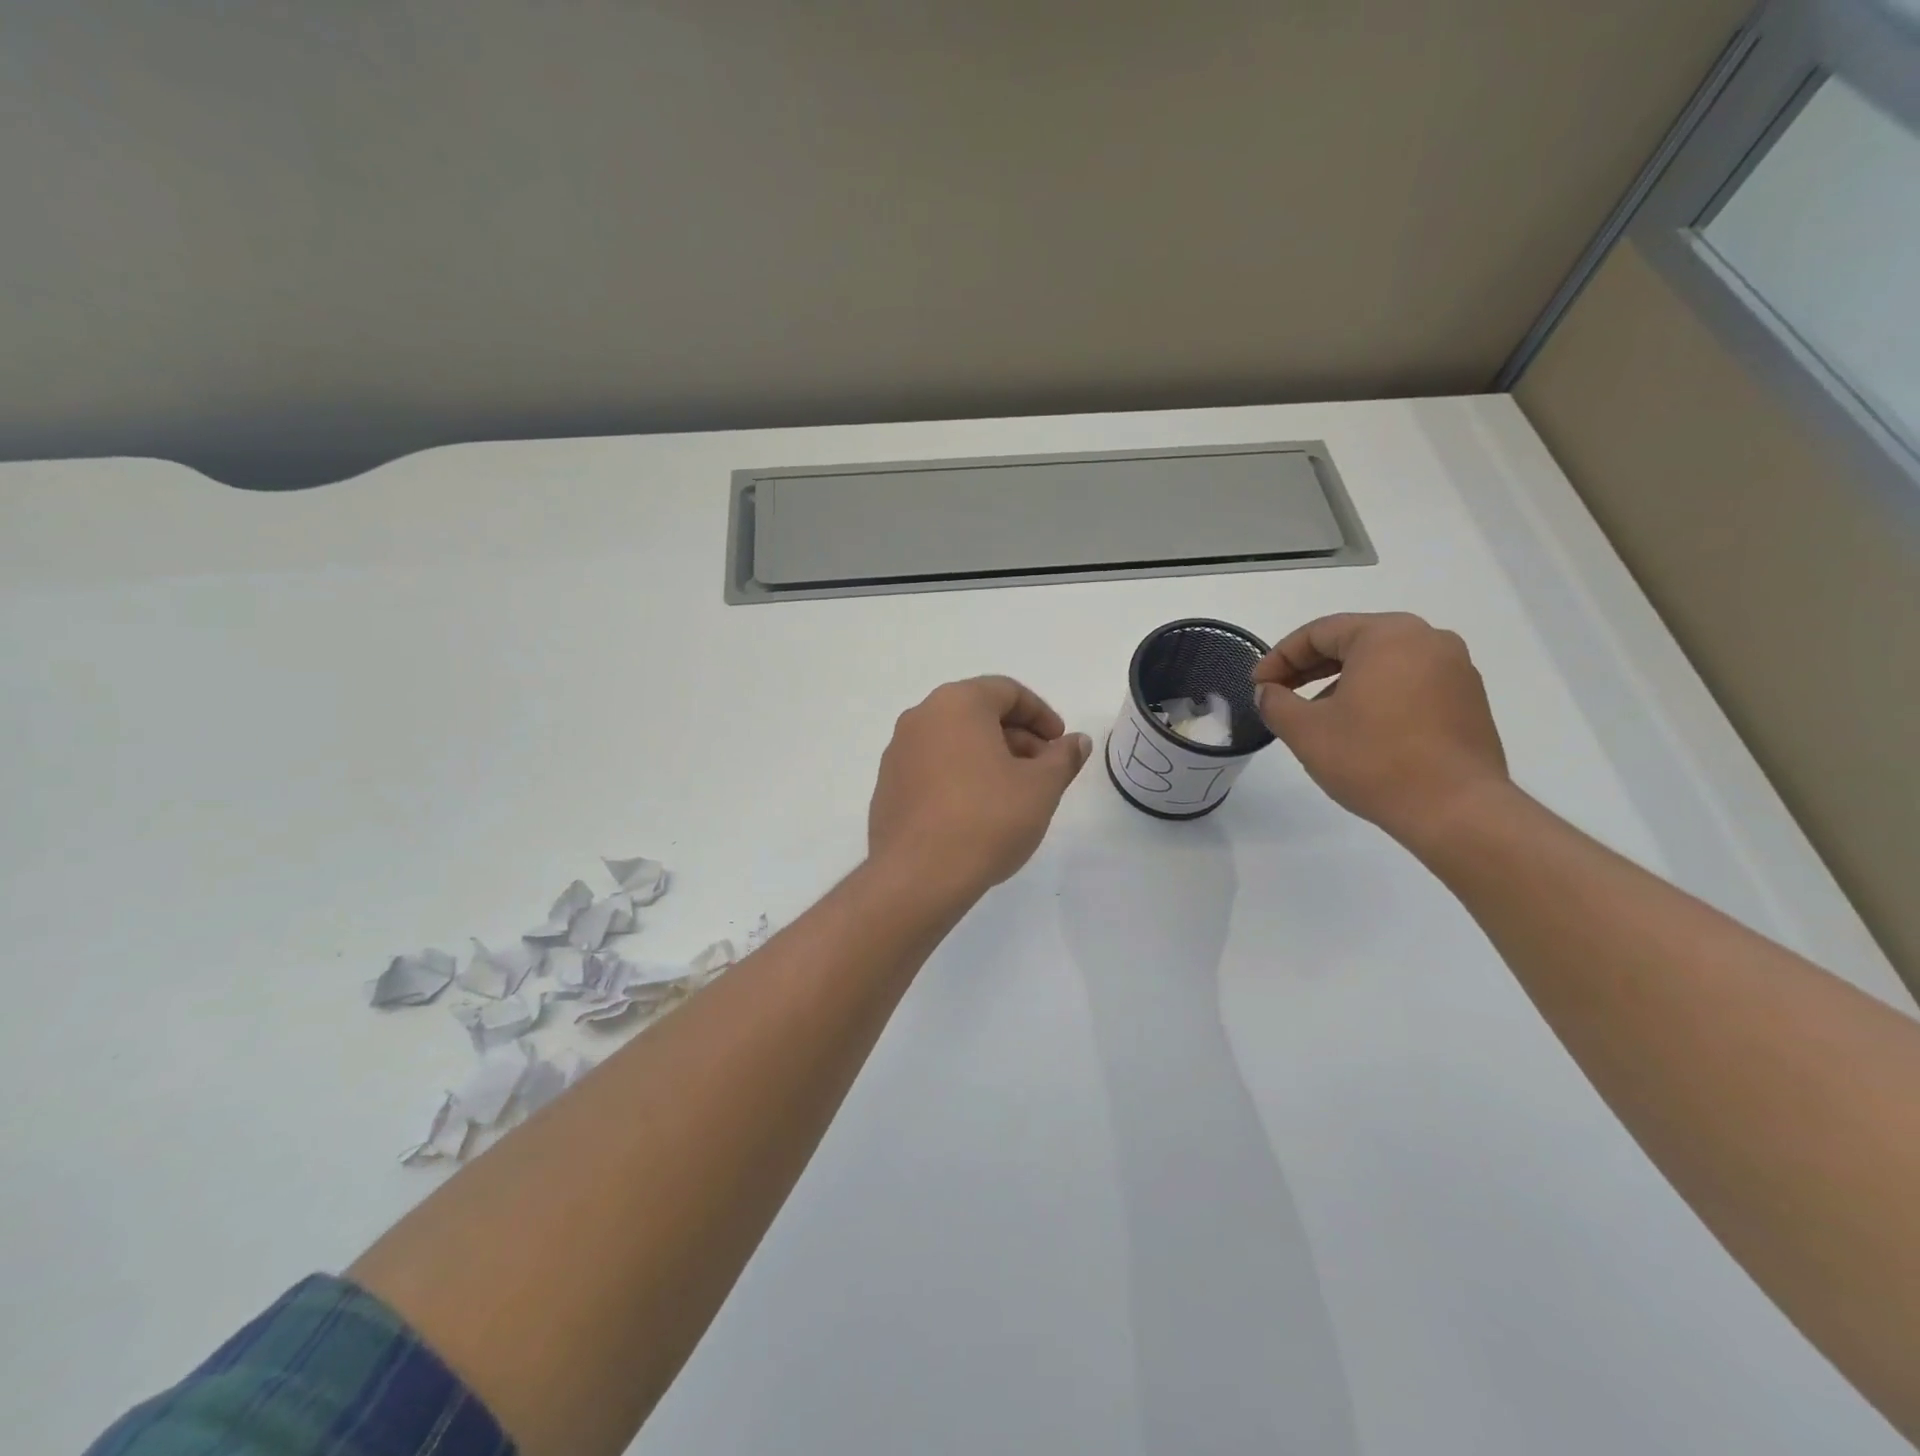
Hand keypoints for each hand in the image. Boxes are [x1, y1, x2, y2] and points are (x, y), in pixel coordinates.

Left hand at [869, 676, 1091, 895]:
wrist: (917, 876)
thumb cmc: (987, 819)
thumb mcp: (1041, 788)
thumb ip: (1062, 758)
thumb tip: (1076, 741)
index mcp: (957, 704)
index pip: (1007, 691)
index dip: (1042, 715)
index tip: (1060, 744)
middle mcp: (921, 717)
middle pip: (978, 714)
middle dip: (1017, 738)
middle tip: (1044, 772)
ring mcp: (898, 752)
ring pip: (954, 741)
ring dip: (990, 758)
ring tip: (1015, 795)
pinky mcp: (887, 786)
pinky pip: (932, 767)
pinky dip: (961, 776)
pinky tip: (978, 812)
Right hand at [1252, 613, 1508, 848]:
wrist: (1456, 809)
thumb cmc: (1373, 759)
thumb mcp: (1305, 730)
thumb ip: (1276, 702)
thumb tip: (1269, 692)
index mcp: (1387, 635)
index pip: (1319, 632)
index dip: (1279, 657)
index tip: (1258, 686)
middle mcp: (1428, 639)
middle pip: (1353, 642)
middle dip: (1309, 668)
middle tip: (1279, 694)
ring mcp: (1455, 669)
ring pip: (1382, 664)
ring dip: (1341, 683)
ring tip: (1315, 716)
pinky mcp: (1469, 700)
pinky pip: (1409, 683)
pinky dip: (1376, 696)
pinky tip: (1358, 729)